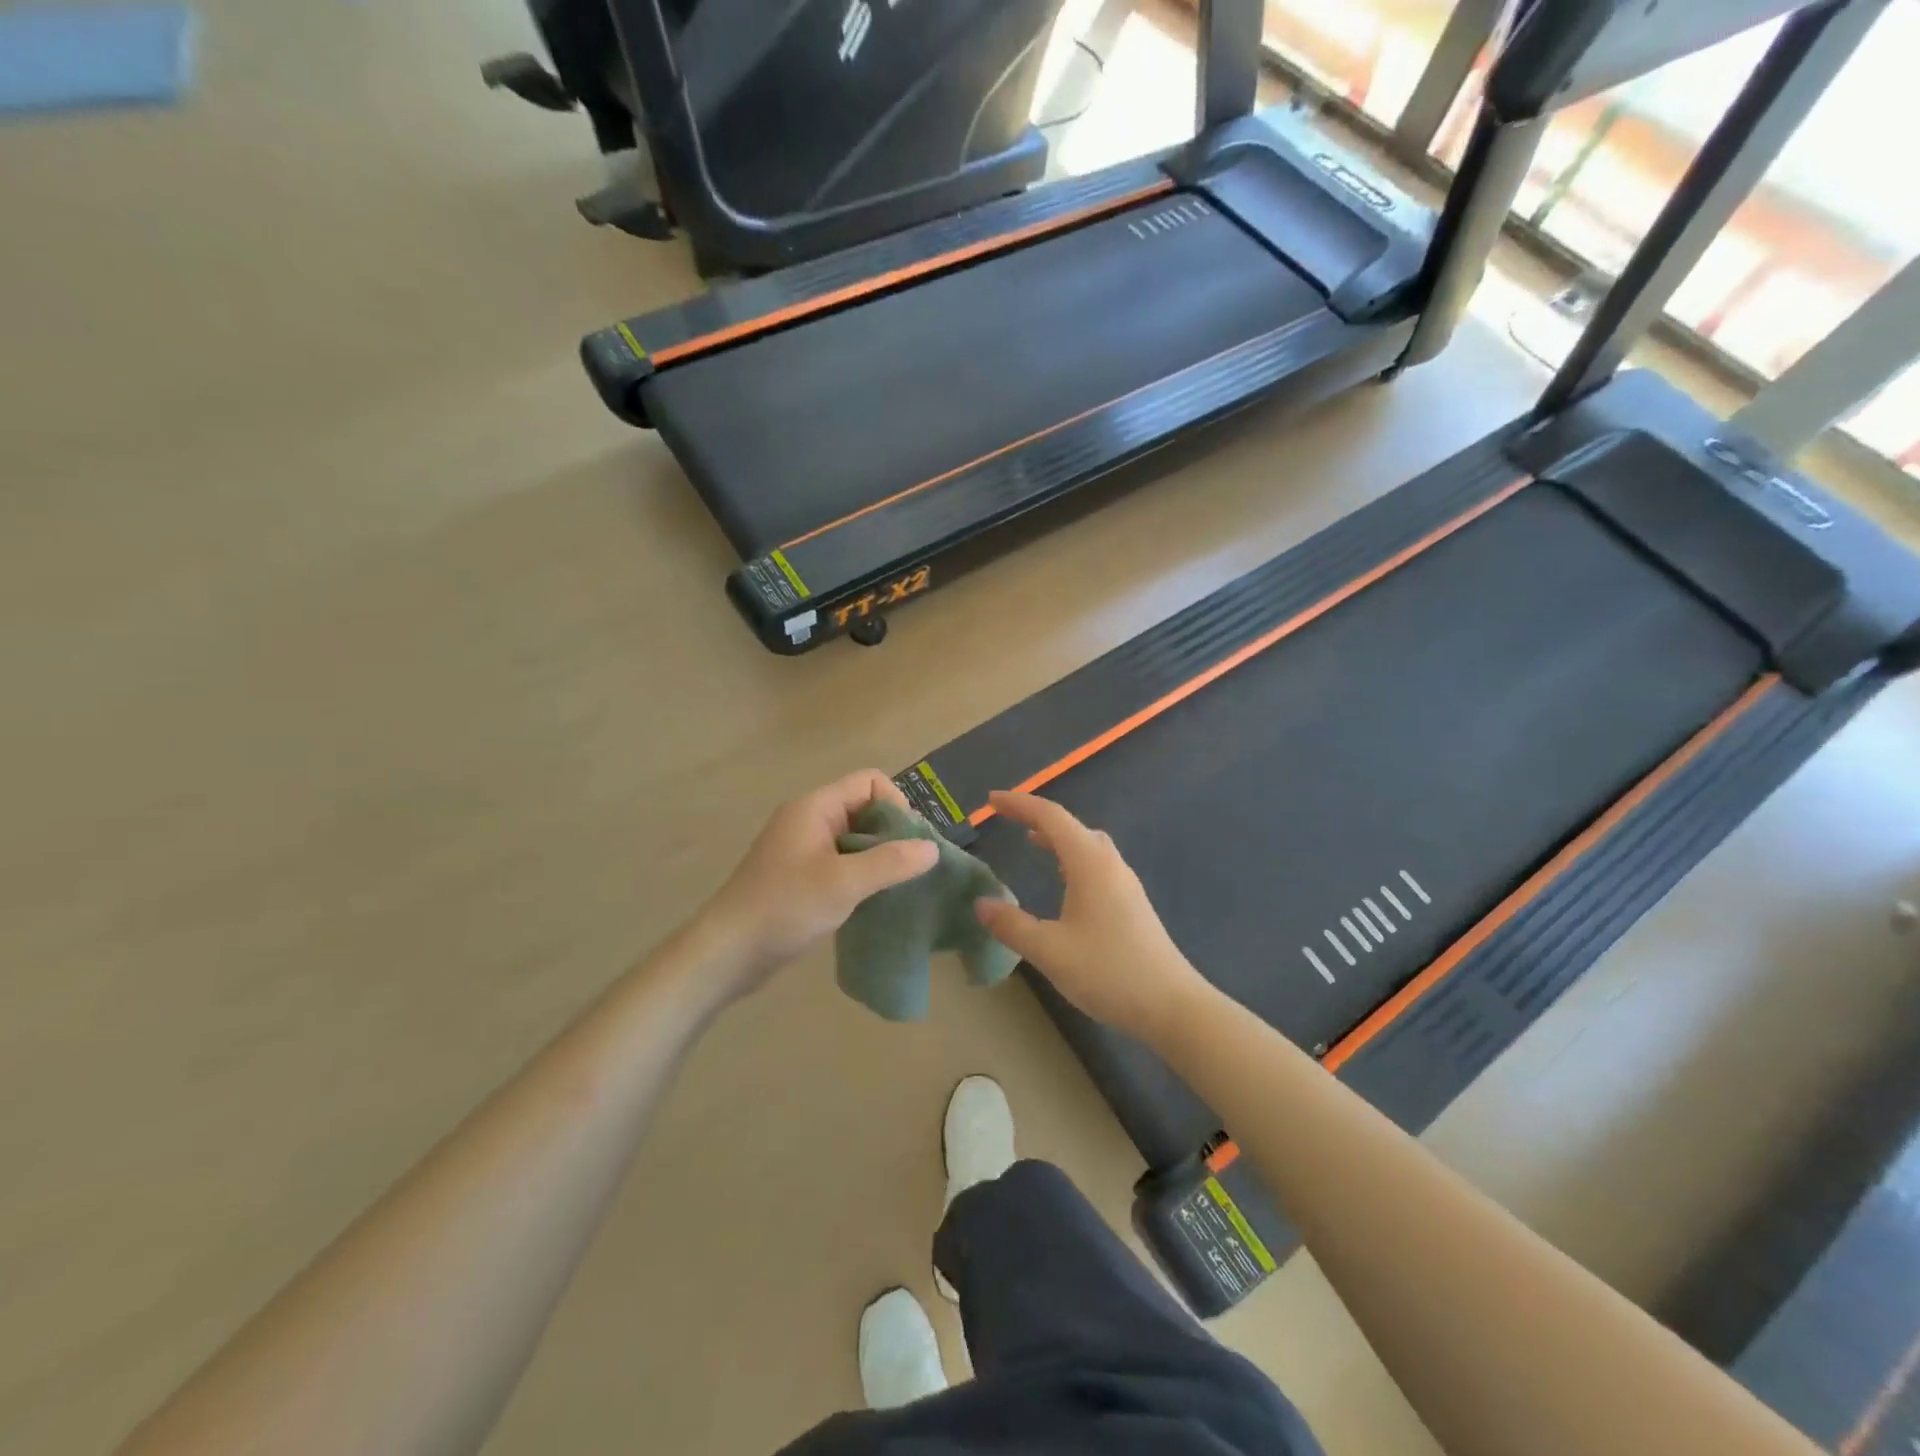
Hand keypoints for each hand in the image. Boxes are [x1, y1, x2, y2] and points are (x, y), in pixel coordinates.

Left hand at [687, 770, 938, 1000]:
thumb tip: (931, 849)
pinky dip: (861, 876)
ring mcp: (803, 850)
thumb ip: (890, 863)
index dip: (896, 804)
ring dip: (878, 858)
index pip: (869, 782)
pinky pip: (842, 863)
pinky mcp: (800, 878)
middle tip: (910, 869)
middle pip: (864, 809)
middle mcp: (809, 821)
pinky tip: (872, 902)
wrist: (727, 953)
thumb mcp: (843, 883)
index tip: (908, 844)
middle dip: (892, 834)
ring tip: (897, 887)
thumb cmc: (784, 907)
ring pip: (855, 840)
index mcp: (815, 808)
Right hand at [972, 792, 1207, 1043]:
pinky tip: (1064, 880)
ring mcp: (1124, 883)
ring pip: (1087, 844)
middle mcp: (1109, 864)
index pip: (1050, 817)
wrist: (1171, 1006)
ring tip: (1031, 842)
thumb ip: (1011, 926)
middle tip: (1008, 819)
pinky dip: (1072, 857)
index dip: (1019, 804)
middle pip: (1071, 825)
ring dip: (1057, 837)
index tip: (991, 801)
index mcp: (1090, 863)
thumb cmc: (1109, 971)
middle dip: (1037, 817)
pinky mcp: (1131, 903)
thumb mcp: (1050, 951)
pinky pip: (1096, 863)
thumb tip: (981, 904)